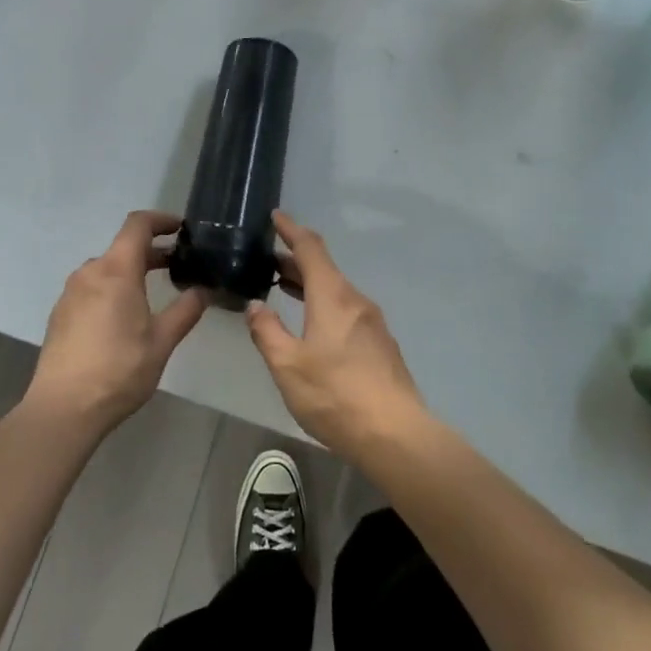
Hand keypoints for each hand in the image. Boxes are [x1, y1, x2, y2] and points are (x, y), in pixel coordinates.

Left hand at [28, 211, 208, 435]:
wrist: (63, 409)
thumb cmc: (119, 370)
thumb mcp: (162, 341)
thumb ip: (186, 310)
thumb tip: (204, 290)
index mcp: (116, 270)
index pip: (138, 224)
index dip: (161, 220)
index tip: (182, 229)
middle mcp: (90, 272)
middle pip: (123, 247)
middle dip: (151, 252)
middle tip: (178, 266)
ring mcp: (71, 292)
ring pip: (106, 268)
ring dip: (131, 271)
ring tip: (152, 294)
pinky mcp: (61, 313)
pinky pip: (91, 288)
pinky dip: (112, 289)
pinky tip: (123, 318)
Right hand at [246, 211, 426, 458]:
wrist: (395, 434)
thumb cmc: (335, 394)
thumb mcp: (287, 365)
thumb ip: (267, 331)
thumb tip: (255, 305)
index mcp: (333, 296)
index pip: (310, 248)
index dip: (291, 230)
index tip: (275, 216)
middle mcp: (355, 300)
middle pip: (323, 268)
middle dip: (294, 260)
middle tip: (266, 261)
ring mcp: (371, 322)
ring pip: (335, 290)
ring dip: (308, 284)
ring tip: (282, 287)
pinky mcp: (379, 344)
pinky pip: (345, 310)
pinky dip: (322, 304)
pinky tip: (311, 323)